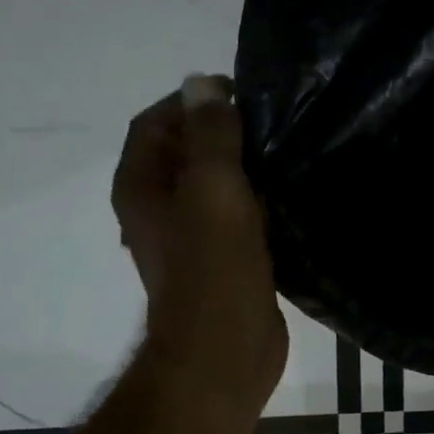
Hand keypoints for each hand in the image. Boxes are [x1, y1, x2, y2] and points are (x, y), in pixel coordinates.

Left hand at [112, 75, 288, 413]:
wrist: (225, 350)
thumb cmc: (215, 268)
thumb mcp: (214, 191)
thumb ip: (210, 136)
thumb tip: (201, 82)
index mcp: (142, 187)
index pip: (157, 122)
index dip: (194, 102)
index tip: (244, 97)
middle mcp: (157, 207)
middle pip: (185, 151)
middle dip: (224, 131)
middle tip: (275, 123)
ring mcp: (189, 236)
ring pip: (214, 183)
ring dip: (244, 165)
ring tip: (289, 152)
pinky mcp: (222, 258)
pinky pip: (236, 213)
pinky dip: (257, 197)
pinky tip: (291, 194)